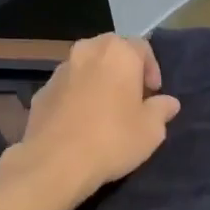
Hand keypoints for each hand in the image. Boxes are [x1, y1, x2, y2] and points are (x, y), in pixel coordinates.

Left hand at [17, 34, 180, 195]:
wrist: (55, 162)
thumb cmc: (113, 139)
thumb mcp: (151, 130)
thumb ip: (161, 110)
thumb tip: (168, 102)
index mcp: (117, 52)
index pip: (142, 47)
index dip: (151, 69)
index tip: (154, 94)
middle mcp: (86, 52)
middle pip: (110, 52)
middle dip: (123, 71)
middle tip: (131, 99)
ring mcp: (59, 72)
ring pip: (85, 69)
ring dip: (97, 82)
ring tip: (105, 112)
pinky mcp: (40, 93)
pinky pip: (66, 89)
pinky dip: (76, 98)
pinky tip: (80, 124)